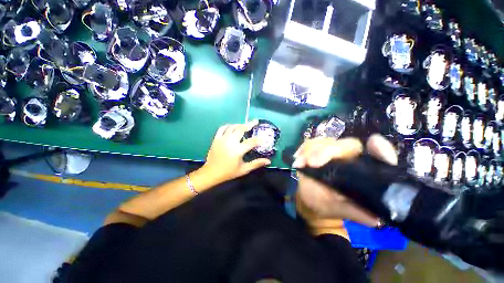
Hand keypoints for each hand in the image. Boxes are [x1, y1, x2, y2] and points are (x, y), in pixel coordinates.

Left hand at [202, 120, 270, 182]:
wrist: (211, 173)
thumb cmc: (229, 172)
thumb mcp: (244, 169)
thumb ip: (256, 163)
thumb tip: (268, 161)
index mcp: (238, 150)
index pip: (251, 142)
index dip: (259, 139)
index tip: (264, 137)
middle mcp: (230, 142)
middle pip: (241, 129)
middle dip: (249, 124)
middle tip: (255, 121)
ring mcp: (222, 139)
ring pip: (232, 127)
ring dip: (240, 124)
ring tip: (245, 125)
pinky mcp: (216, 139)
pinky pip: (222, 128)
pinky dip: (228, 126)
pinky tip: (232, 126)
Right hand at [294, 134, 397, 226]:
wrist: (311, 199)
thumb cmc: (329, 205)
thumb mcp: (343, 210)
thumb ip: (357, 212)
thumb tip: (375, 217)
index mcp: (364, 171)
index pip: (379, 155)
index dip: (381, 149)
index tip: (373, 144)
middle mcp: (351, 157)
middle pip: (347, 144)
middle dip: (328, 151)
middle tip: (312, 163)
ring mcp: (332, 152)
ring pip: (326, 141)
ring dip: (311, 151)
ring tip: (300, 163)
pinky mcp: (317, 150)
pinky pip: (311, 143)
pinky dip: (303, 149)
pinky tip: (297, 158)